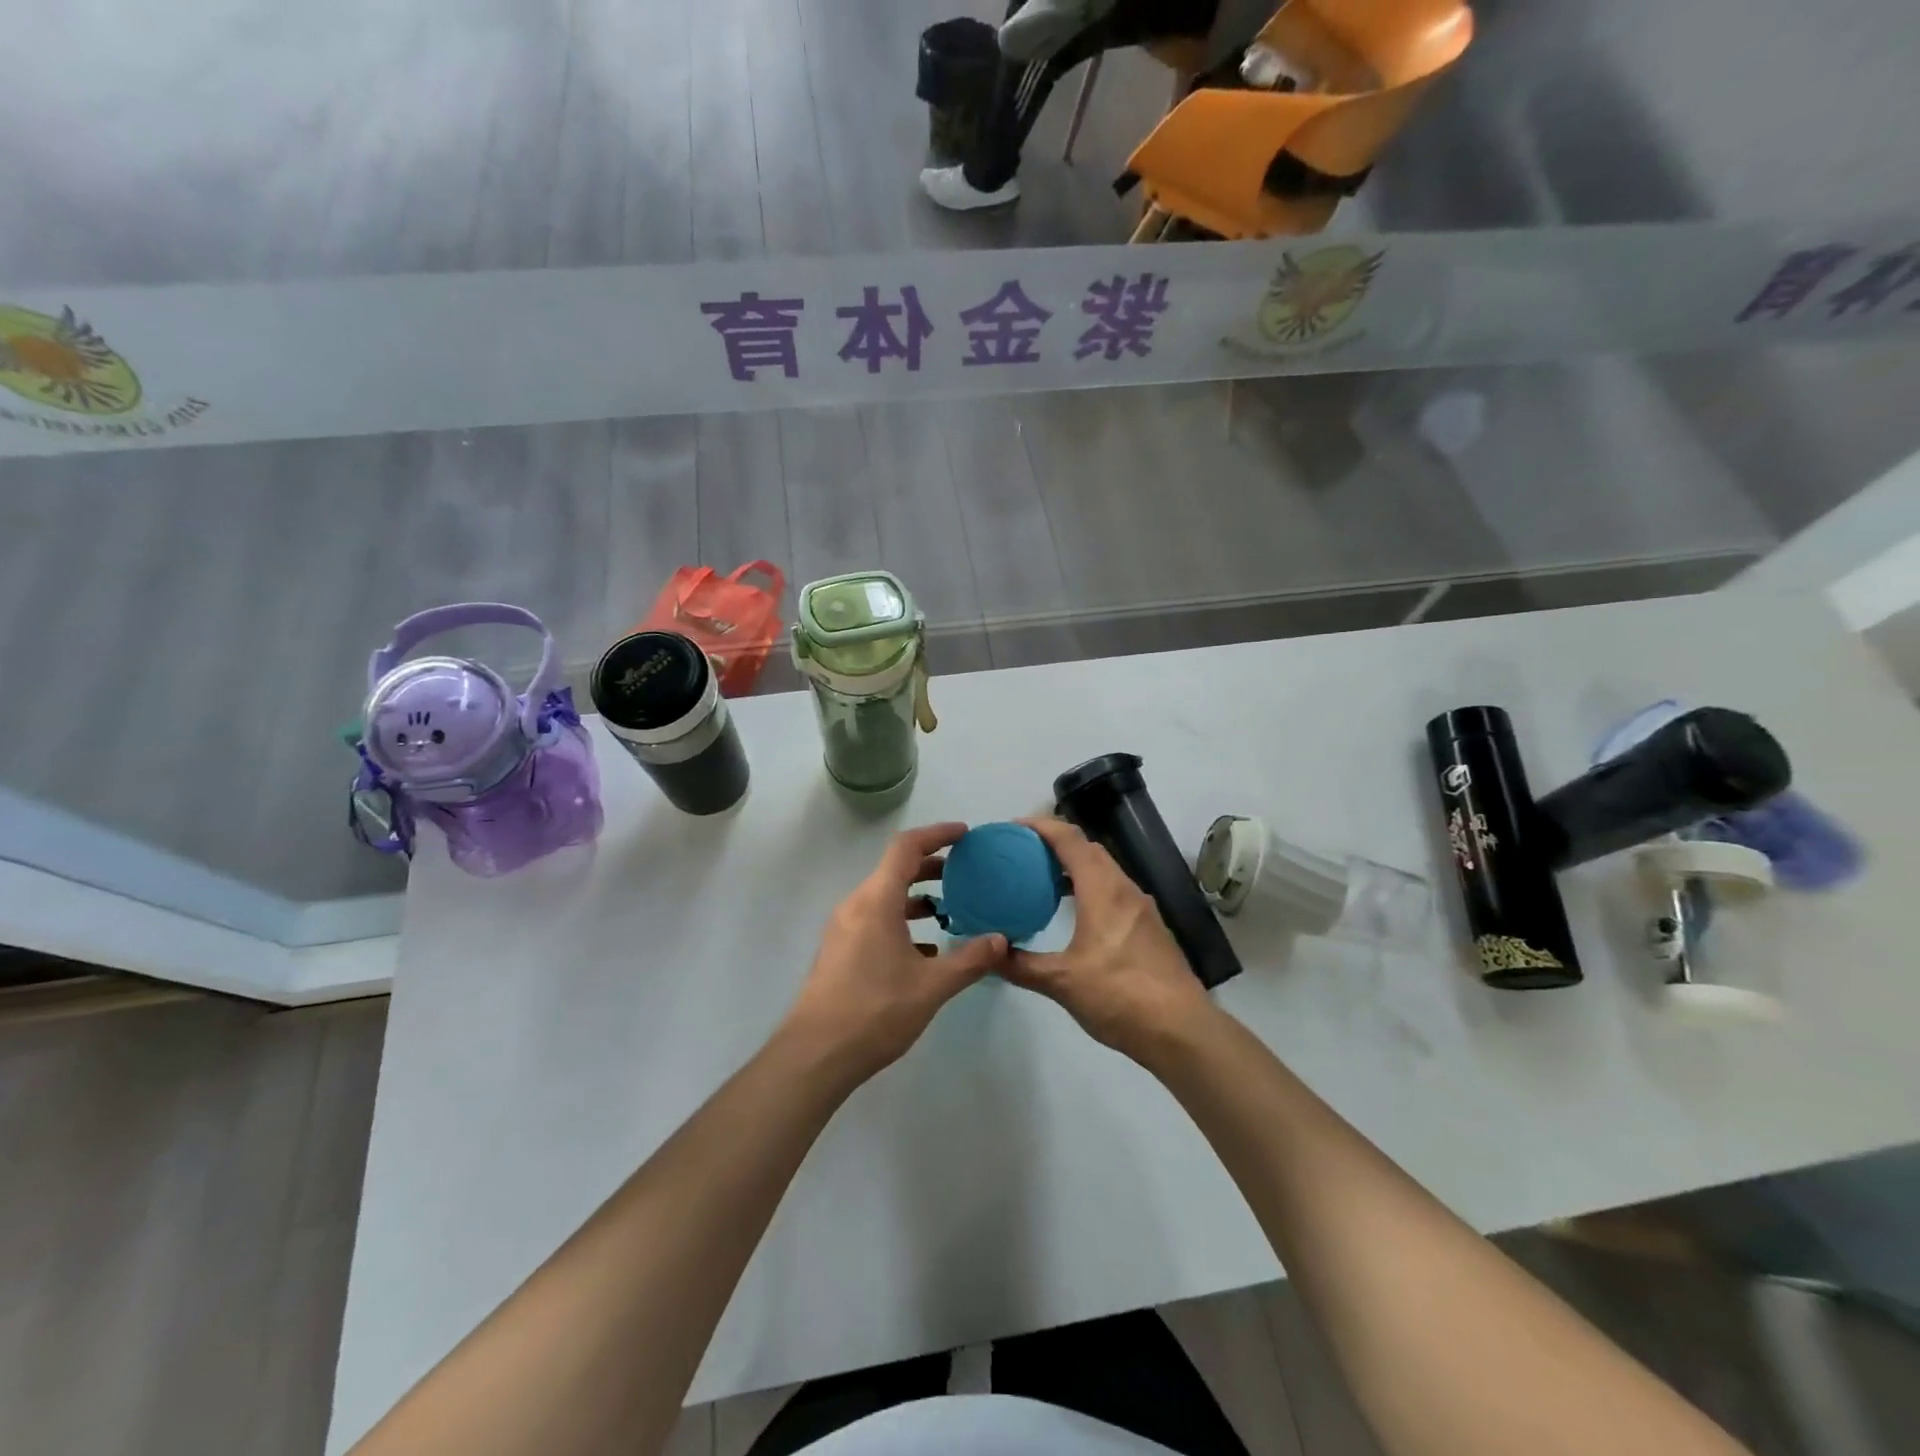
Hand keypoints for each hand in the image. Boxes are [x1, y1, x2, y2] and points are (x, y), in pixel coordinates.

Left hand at [781, 823, 1007, 1083]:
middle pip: (895, 869)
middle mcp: (856, 905)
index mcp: (876, 901)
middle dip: (932, 866)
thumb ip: (969, 960)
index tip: (965, 835)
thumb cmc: (874, 1012)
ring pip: (885, 896)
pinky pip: (875, 919)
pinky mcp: (839, 951)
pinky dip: (902, 921)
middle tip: (966, 873)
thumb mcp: (931, 987)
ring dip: (917, 896)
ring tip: (951, 911)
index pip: (906, 847)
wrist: (814, 1055)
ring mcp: (844, 928)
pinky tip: (926, 950)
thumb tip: (1001, 940)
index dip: (937, 834)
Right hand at [1000, 817, 1215, 1063]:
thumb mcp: (1062, 983)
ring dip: (1075, 865)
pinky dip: (1091, 886)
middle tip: (1023, 853)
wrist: (1181, 1030)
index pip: (1070, 839)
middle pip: (1089, 848)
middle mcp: (1125, 889)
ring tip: (1043, 879)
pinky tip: (1076, 913)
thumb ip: (1021, 965)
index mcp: (1103, 890)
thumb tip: (987, 953)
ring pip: (1105, 869)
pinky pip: (1115, 890)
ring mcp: (1142, 908)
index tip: (1013, 828)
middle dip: (1056, 842)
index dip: (1041, 826)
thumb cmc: (1120, 996)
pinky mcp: (1150, 927)